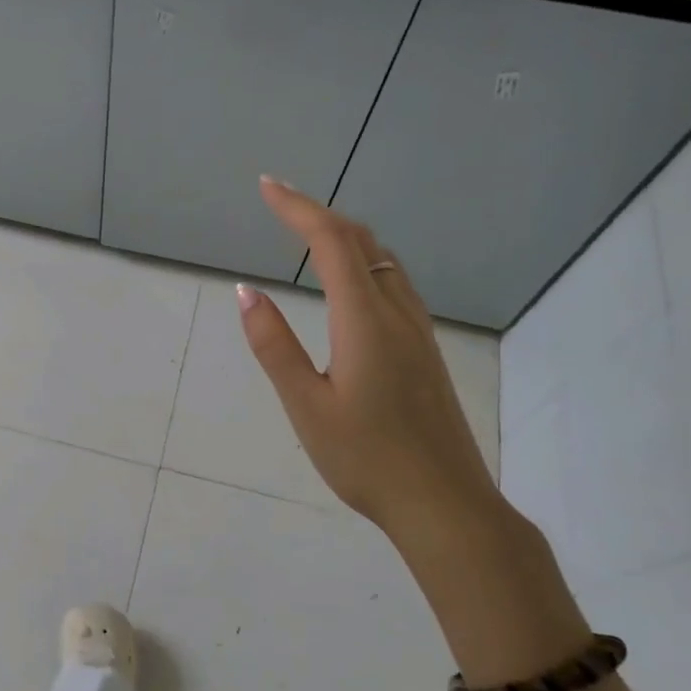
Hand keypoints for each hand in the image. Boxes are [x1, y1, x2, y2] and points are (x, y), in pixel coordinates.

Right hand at [237, 177, 507, 557]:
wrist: (444, 504)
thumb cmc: (366, 459)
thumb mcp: (305, 406)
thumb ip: (274, 345)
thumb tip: (246, 292)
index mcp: (365, 321)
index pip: (330, 243)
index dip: (297, 207)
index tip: (265, 187)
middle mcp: (398, 313)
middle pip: (362, 241)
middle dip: (319, 213)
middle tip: (279, 202)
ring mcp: (418, 330)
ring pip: (383, 260)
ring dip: (344, 235)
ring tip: (308, 233)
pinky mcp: (425, 349)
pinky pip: (394, 283)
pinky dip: (364, 261)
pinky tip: (350, 281)